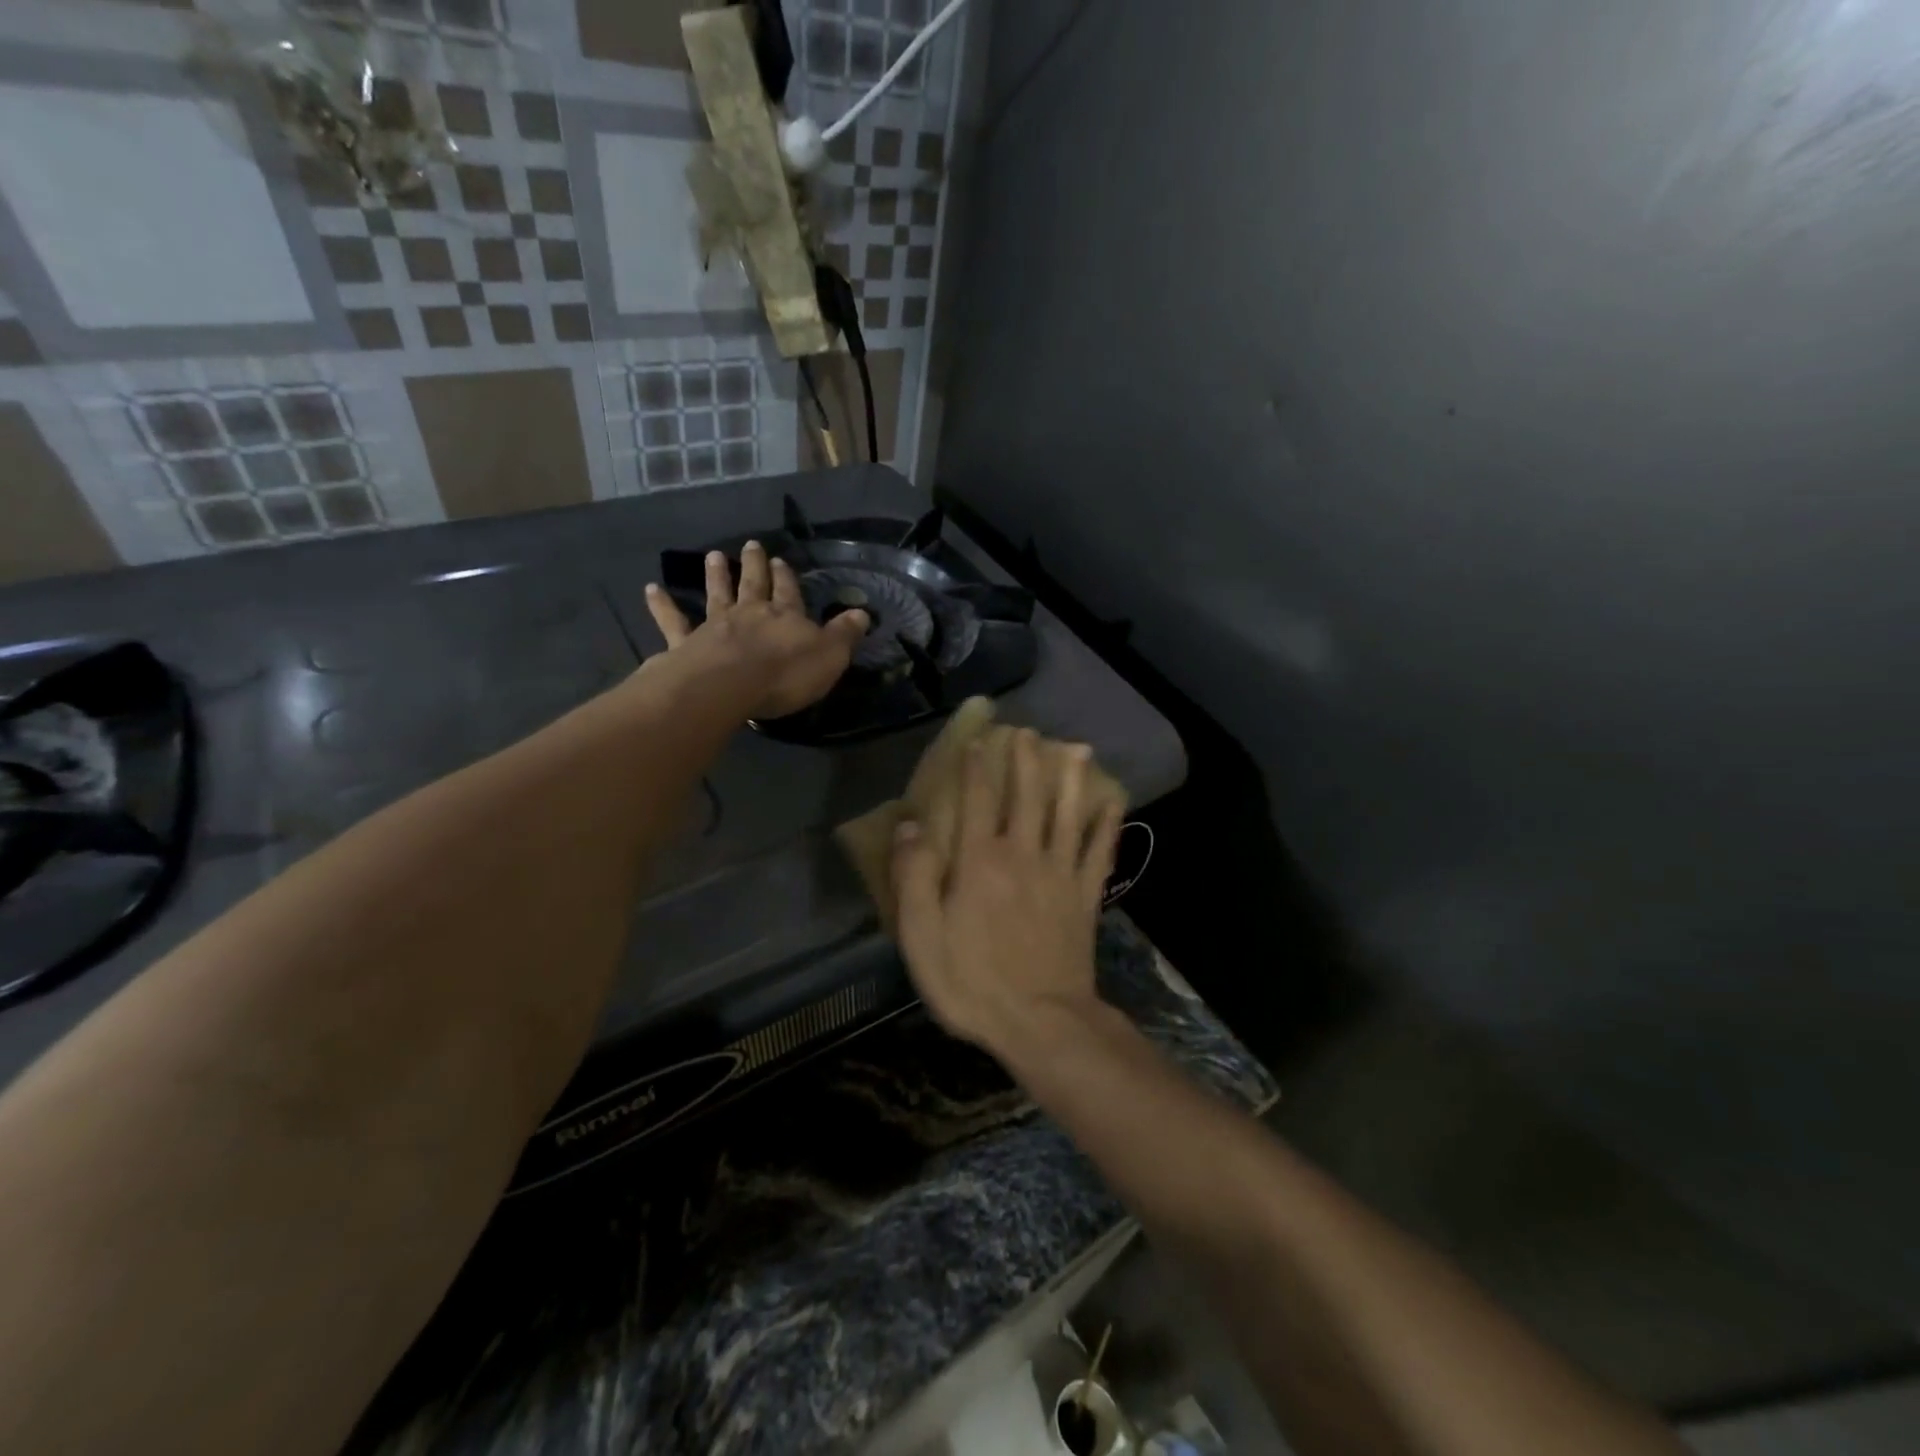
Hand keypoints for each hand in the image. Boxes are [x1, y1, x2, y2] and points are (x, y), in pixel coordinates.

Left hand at [644, 540, 868, 719]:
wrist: (728, 685)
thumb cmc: (784, 674)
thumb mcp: (829, 656)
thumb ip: (844, 634)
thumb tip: (862, 612)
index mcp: (785, 617)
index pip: (789, 593)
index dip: (786, 578)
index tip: (781, 560)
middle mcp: (750, 614)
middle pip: (753, 585)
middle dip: (754, 566)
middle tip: (750, 545)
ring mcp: (715, 626)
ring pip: (717, 595)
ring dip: (716, 576)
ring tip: (713, 556)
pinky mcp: (686, 643)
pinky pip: (673, 621)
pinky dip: (662, 605)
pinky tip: (651, 589)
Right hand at [891, 728, 1123, 1059]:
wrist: (1040, 1021)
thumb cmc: (971, 981)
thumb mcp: (921, 935)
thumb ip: (913, 876)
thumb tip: (909, 825)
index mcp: (979, 861)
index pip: (975, 801)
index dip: (976, 768)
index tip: (979, 740)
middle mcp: (1022, 854)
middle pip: (1027, 796)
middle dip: (1027, 760)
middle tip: (1029, 732)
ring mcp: (1059, 873)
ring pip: (1067, 813)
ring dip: (1071, 778)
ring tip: (1076, 748)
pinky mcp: (1085, 896)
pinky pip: (1099, 851)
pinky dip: (1108, 824)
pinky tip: (1113, 801)